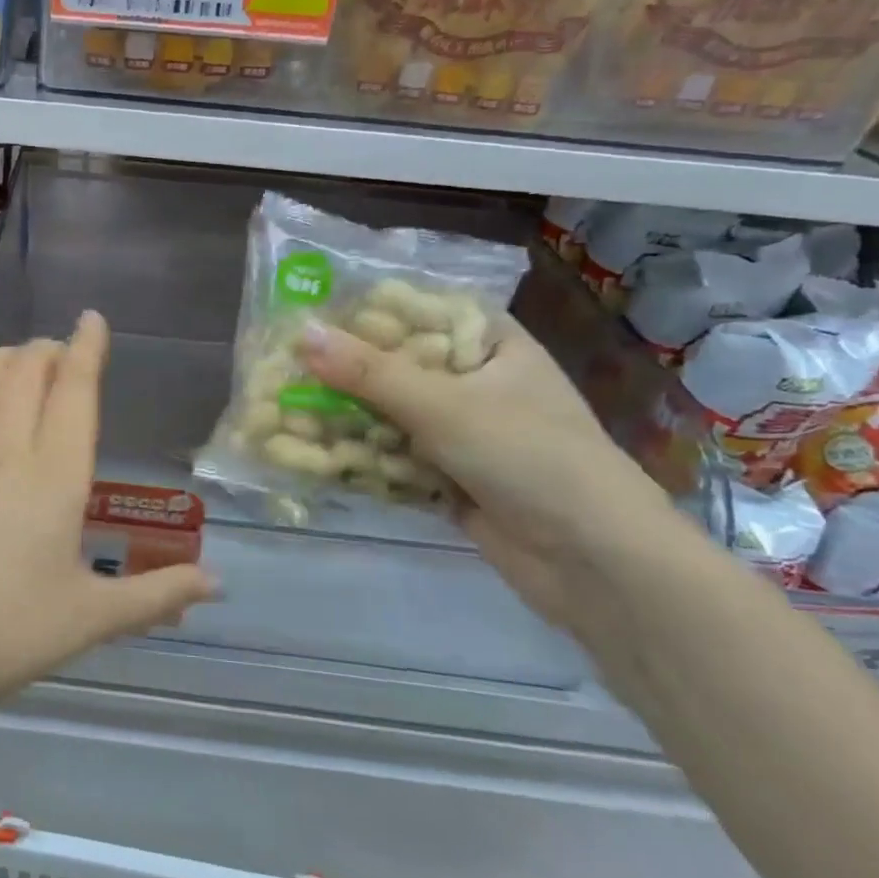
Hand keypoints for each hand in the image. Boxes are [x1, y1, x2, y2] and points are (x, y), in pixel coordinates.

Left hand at [0, 311, 217, 713]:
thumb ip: (156, 595)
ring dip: (14, 356)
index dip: (87, 347)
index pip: (74, 389)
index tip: (93, 318)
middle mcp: (7, 447)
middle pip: (28, 367)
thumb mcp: (90, 619)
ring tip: (30, 367)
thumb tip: (218, 584)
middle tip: (67, 356)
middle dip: (52, 348)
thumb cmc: (6, 632)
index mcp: (55, 475)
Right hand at [298, 315, 674, 626]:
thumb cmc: (530, 459)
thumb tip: (301, 333)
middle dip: (342, 373)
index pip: (420, 312)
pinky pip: (392, 457)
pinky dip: (359, 456)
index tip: (309, 314)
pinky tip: (309, 454)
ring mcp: (463, 434)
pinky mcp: (449, 478)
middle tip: (283, 366)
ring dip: (343, 417)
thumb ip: (369, 372)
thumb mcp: (444, 406)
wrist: (596, 565)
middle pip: (397, 366)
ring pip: (389, 415)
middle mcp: (476, 384)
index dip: (366, 312)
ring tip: (283, 411)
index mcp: (491, 347)